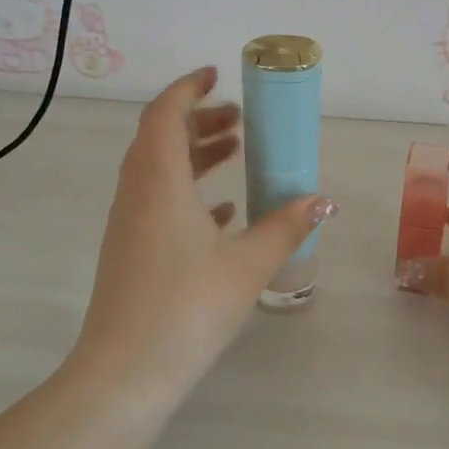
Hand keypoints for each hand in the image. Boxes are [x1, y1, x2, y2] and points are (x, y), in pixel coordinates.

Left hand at [76, 67, 335, 391]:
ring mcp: (128, 223)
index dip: (188, 88)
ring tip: (234, 154)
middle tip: (238, 120)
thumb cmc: (189, 306)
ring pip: (158, 171)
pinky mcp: (130, 251)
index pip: (165, 113)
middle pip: (160, 137)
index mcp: (159, 180)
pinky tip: (222, 213)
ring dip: (193, 155)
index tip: (216, 76)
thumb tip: (321, 200)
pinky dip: (187, 192)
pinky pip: (157, 203)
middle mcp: (137, 193)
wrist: (126, 372)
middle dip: (198, 120)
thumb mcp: (248, 263)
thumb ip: (285, 226)